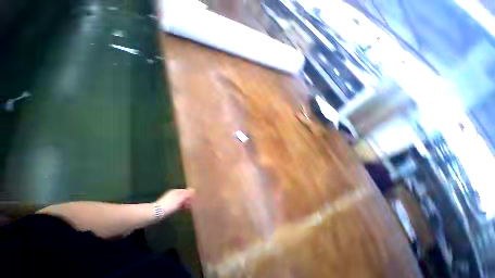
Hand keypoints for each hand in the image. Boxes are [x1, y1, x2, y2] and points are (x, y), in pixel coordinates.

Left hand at [155, 189, 194, 214]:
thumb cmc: (169, 205)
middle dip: (189, 199)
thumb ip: (187, 195)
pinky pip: (177, 204)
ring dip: (185, 203)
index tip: (196, 199)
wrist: (155, 213)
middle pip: (184, 195)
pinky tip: (183, 210)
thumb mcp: (179, 199)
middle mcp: (173, 194)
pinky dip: (181, 206)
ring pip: (181, 200)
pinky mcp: (168, 206)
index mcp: (176, 191)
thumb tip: (193, 190)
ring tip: (189, 208)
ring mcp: (170, 200)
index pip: (187, 190)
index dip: (192, 194)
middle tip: (193, 205)